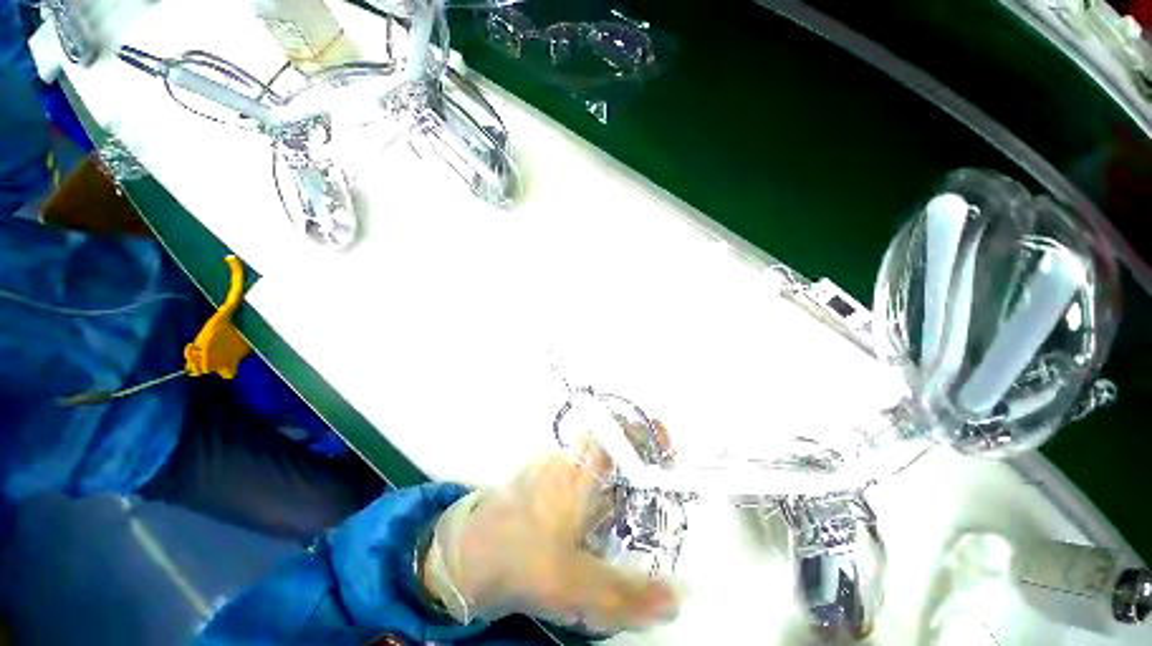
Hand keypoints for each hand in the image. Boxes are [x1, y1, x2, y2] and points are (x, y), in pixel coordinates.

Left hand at [424, 437, 683, 633]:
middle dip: (636, 455)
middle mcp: (566, 458)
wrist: (465, 556)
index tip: (664, 442)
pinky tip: (597, 510)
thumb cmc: (522, 561)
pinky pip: (576, 468)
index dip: (642, 430)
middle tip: (655, 482)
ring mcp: (550, 464)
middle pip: (610, 440)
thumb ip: (631, 594)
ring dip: (615, 469)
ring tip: (632, 500)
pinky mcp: (539, 477)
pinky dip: (595, 479)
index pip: (616, 431)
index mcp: (580, 471)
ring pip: (593, 455)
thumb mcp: (578, 586)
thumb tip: (681, 593)